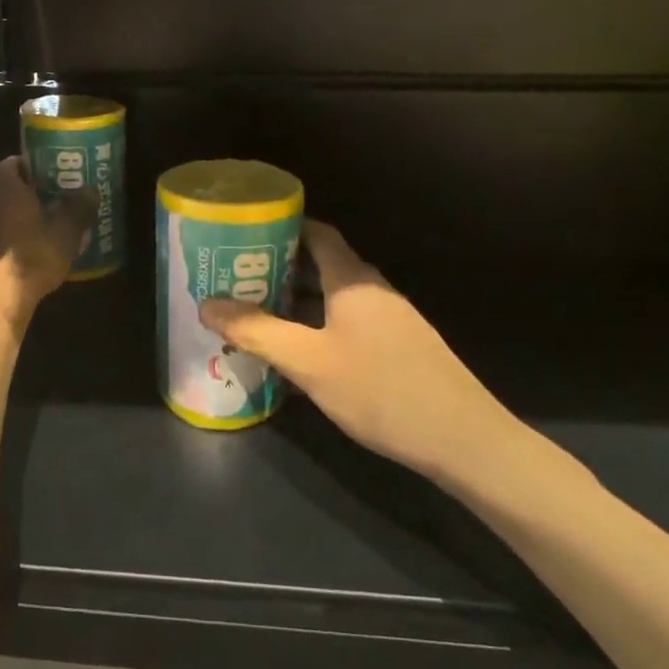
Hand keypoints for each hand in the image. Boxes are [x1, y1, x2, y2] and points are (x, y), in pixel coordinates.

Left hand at [0, 156, 93, 324]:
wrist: (0, 298)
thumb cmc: (34, 255)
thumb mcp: (67, 232)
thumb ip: (79, 209)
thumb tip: (91, 191)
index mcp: (8, 193)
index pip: (8, 165)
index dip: (23, 163)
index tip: (42, 167)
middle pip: (6, 192)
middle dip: (27, 193)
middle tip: (53, 197)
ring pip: (3, 217)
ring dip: (21, 219)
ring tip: (47, 227)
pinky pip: (1, 240)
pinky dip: (15, 241)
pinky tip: (34, 254)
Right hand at [199, 221, 526, 486]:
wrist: (463, 441)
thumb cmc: (380, 390)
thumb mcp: (308, 362)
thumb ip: (256, 331)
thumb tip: (206, 303)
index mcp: (353, 280)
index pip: (317, 233)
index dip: (282, 227)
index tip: (243, 234)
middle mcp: (373, 291)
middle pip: (322, 265)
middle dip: (278, 269)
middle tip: (235, 279)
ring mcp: (390, 321)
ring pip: (332, 299)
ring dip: (296, 303)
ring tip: (255, 315)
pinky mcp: (398, 349)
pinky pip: (346, 325)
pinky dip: (316, 328)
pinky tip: (296, 356)